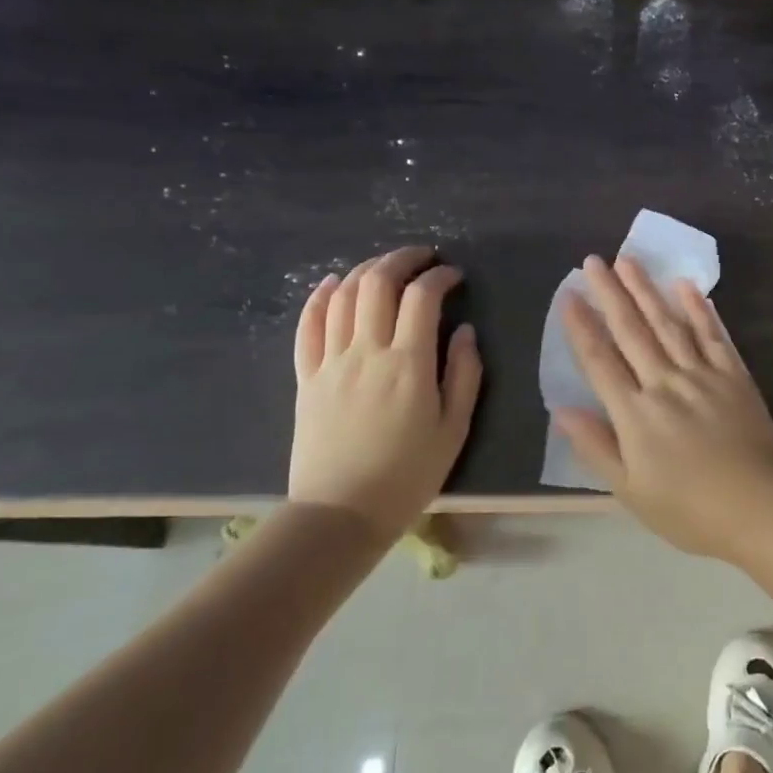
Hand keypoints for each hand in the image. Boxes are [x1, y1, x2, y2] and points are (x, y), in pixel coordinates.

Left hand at [289, 245, 482, 535]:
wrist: (341, 514)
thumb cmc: (407, 474)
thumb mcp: (454, 429)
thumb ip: (464, 374)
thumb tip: (464, 331)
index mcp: (408, 364)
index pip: (422, 297)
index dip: (440, 276)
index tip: (455, 276)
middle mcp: (366, 351)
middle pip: (377, 283)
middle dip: (402, 259)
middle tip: (423, 258)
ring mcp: (331, 362)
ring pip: (343, 296)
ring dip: (366, 270)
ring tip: (386, 267)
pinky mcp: (307, 377)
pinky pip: (307, 326)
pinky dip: (319, 298)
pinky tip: (332, 284)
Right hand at [555, 255, 772, 561]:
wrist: (759, 508)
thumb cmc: (689, 510)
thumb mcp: (630, 491)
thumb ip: (596, 447)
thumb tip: (561, 410)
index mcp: (635, 413)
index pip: (600, 360)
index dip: (581, 326)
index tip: (568, 295)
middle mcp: (665, 383)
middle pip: (631, 331)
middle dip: (610, 293)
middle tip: (593, 261)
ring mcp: (702, 375)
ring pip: (668, 324)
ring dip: (647, 290)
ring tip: (628, 260)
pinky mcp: (734, 375)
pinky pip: (713, 335)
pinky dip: (699, 309)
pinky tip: (686, 286)